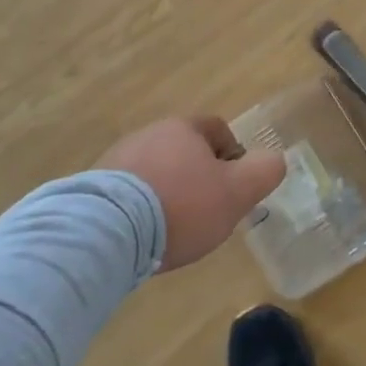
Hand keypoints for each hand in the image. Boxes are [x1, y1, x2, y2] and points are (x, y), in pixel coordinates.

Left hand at [98, 117, 285, 271]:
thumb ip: (264, 171)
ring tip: (174, 229)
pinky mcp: (90, 190)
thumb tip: (275, 160)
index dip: (233, 155)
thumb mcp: (238, 191)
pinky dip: (140, 210)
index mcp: (184, 128)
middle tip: (208, 210)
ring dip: (167, 193)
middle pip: (184, 151)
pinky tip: (144, 237)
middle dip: (198, 177)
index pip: (217, 129)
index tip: (235, 186)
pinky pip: (127, 195)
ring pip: (155, 172)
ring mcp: (115, 161)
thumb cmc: (182, 205)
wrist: (105, 232)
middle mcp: (148, 134)